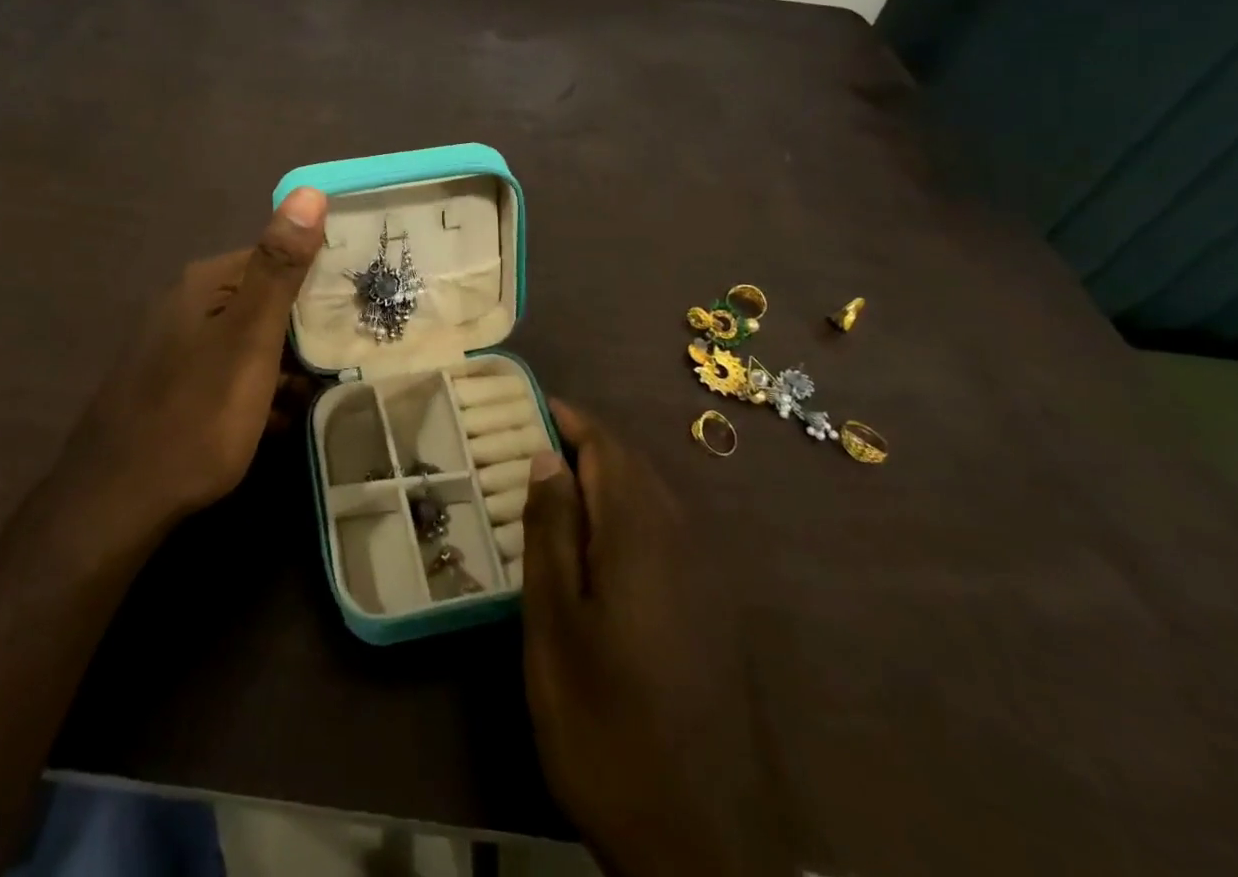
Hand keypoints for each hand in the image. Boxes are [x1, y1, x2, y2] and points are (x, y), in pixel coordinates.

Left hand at [65, 187, 327, 525]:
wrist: (116, 502)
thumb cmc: (195, 413)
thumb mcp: (249, 338)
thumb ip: (279, 268)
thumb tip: (309, 191)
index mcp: (205, 284)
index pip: (275, 257)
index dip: (319, 278)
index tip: (358, 306)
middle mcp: (186, 306)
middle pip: (263, 302)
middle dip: (305, 329)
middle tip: (347, 356)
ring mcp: (175, 350)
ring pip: (249, 344)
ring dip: (285, 366)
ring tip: (321, 394)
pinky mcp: (172, 389)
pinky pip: (228, 378)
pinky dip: (257, 394)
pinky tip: (278, 422)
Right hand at [522, 401, 787, 876]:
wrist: (699, 840)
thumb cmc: (604, 722)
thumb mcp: (555, 624)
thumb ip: (552, 531)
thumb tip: (547, 457)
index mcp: (641, 534)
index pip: (606, 446)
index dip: (567, 418)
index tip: (525, 405)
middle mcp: (682, 540)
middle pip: (632, 465)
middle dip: (583, 443)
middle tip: (526, 444)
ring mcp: (705, 576)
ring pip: (650, 496)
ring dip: (604, 477)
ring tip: (552, 485)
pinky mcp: (712, 610)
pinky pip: (665, 531)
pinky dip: (625, 513)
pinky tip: (595, 543)